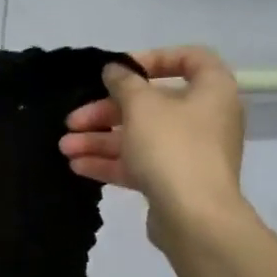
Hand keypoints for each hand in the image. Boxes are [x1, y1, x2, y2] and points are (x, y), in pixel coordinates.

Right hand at [60, 46, 248, 249]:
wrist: (194, 216)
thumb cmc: (172, 148)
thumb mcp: (141, 106)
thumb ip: (124, 83)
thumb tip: (115, 69)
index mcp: (211, 91)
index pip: (189, 59)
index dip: (152, 59)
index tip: (119, 70)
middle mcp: (205, 118)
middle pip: (150, 104)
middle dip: (106, 112)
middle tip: (73, 120)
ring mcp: (189, 152)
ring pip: (139, 137)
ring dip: (100, 139)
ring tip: (65, 148)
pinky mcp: (174, 181)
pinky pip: (139, 164)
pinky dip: (111, 162)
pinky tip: (78, 166)